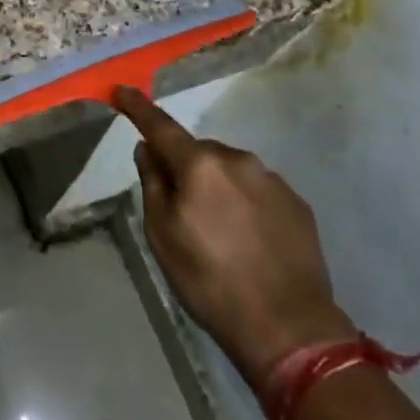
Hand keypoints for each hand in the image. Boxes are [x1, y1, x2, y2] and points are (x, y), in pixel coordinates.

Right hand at [114, 86, 355, 381]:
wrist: (289, 328)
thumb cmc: (211, 281)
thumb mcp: (163, 237)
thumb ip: (153, 185)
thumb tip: (148, 150)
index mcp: (200, 164)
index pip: (161, 126)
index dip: (137, 107)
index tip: (121, 90)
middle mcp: (238, 159)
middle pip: (199, 152)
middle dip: (186, 168)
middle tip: (181, 209)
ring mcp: (272, 180)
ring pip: (230, 171)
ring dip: (218, 187)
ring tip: (219, 232)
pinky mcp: (297, 203)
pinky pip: (258, 191)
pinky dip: (245, 204)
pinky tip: (248, 240)